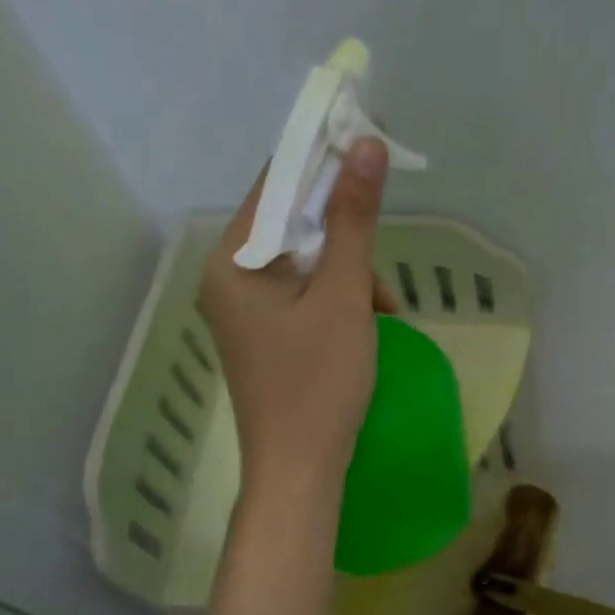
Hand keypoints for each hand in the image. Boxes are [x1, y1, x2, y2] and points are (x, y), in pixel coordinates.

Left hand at [200, 139, 392, 495]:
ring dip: (349, 273)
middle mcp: (227, 278)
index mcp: (232, 261)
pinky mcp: (263, 335)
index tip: (370, 142)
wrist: (300, 473)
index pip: (277, 185)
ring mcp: (243, 310)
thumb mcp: (344, 297)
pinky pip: (302, 295)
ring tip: (386, 308)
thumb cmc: (320, 384)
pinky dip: (338, 300)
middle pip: (291, 224)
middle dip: (345, 234)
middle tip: (382, 254)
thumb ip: (355, 222)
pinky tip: (371, 322)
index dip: (324, 158)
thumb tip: (368, 147)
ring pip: (304, 262)